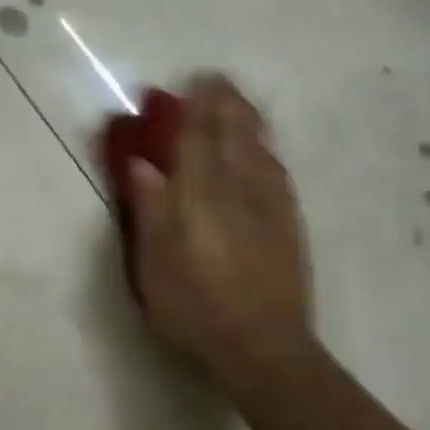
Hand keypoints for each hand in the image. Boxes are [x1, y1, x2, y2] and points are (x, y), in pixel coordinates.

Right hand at [121, 75, 316, 388]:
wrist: (263, 349)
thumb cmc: (195, 309)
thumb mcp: (155, 265)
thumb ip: (151, 210)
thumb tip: (142, 165)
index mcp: (201, 198)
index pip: (197, 141)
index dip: (194, 109)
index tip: (192, 81)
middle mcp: (239, 192)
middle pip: (234, 137)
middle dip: (225, 105)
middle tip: (217, 80)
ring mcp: (269, 208)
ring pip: (260, 151)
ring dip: (248, 122)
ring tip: (239, 103)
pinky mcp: (288, 226)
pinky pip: (277, 173)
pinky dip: (266, 151)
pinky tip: (264, 152)